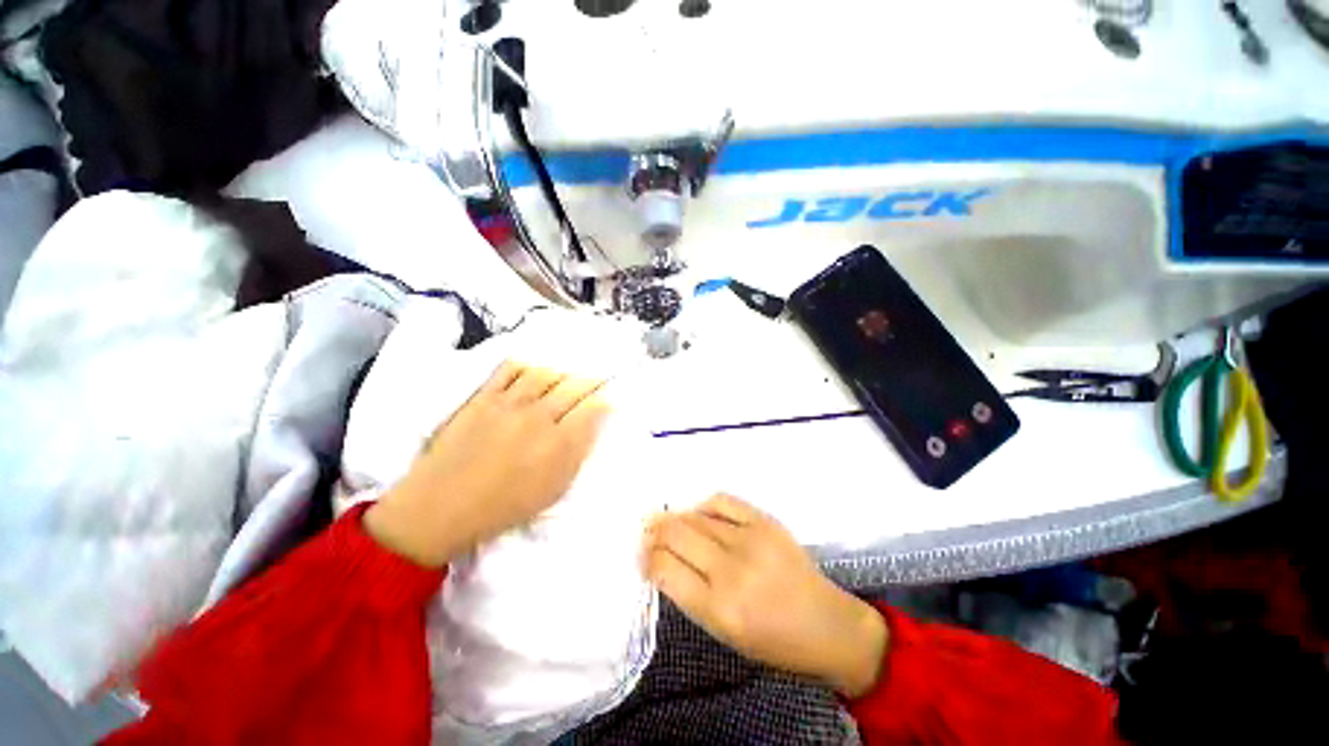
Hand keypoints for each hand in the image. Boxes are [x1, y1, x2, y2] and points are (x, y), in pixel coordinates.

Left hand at [365, 362, 609, 567]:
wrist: (442, 507)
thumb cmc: (504, 506)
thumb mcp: (554, 489)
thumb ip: (577, 453)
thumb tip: (593, 425)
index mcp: (559, 443)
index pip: (592, 408)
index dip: (604, 400)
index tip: (608, 399)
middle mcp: (539, 417)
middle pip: (573, 386)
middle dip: (591, 380)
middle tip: (597, 378)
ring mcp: (509, 403)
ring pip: (546, 372)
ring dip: (562, 371)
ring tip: (567, 375)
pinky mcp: (483, 397)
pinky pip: (509, 369)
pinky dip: (526, 365)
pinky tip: (533, 369)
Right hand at [641, 495, 888, 697]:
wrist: (827, 624)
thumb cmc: (772, 641)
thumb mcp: (723, 633)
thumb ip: (689, 594)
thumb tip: (662, 559)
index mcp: (719, 609)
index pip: (664, 569)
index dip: (646, 558)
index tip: (642, 555)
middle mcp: (731, 570)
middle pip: (676, 534)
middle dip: (654, 531)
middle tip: (647, 531)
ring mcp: (750, 539)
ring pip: (695, 516)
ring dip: (675, 517)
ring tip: (668, 520)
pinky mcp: (765, 521)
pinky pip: (722, 501)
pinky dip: (703, 505)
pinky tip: (699, 512)